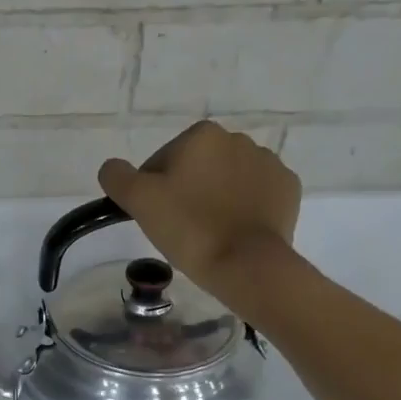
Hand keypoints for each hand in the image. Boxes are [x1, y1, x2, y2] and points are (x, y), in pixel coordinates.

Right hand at [98, 121, 302, 302]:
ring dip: (216, 200)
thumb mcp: (139, 201)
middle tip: (179, 229)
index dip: (153, 191)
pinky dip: (244, 209)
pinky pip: (256, 195)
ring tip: (209, 234)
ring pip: (227, 181)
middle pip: (197, 169)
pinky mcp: (288, 189)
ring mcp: (268, 163)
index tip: (157, 218)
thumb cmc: (188, 228)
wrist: (246, 263)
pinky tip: (234, 232)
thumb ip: (117, 177)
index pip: (161, 162)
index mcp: (201, 136)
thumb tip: (112, 168)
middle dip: (187, 192)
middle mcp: (238, 139)